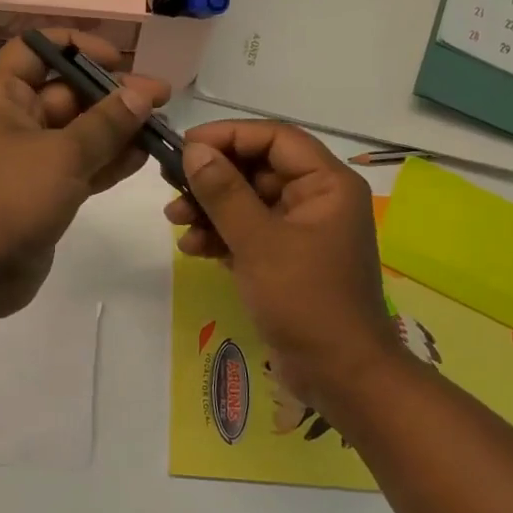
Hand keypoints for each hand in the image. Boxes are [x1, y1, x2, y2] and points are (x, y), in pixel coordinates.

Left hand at [0, 31, 169, 317]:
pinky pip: (82, 165)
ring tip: (161, 128)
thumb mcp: (63, 154)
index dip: (76, 45)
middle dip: (112, 93)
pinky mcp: (45, 191)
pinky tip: (143, 157)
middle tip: (161, 99)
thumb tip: (141, 94)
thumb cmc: (12, 198)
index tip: (116, 59)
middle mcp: (16, 120)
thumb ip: (106, 123)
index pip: (35, 49)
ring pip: (80, 131)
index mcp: (5, 96)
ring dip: (118, 128)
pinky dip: (109, 160)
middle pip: (68, 91)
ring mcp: (31, 158)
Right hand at [163, 121, 400, 417]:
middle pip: (258, 168)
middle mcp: (317, 199)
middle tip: (171, 184)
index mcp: (327, 184)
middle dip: (213, 177)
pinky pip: (249, 231)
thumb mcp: (259, 242)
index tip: (185, 145)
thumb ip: (224, 192)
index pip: (274, 138)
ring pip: (248, 201)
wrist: (341, 376)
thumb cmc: (306, 301)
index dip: (228, 135)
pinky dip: (220, 235)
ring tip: (174, 219)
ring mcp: (301, 230)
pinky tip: (192, 247)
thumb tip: (194, 150)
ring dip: (210, 207)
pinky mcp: (286, 258)